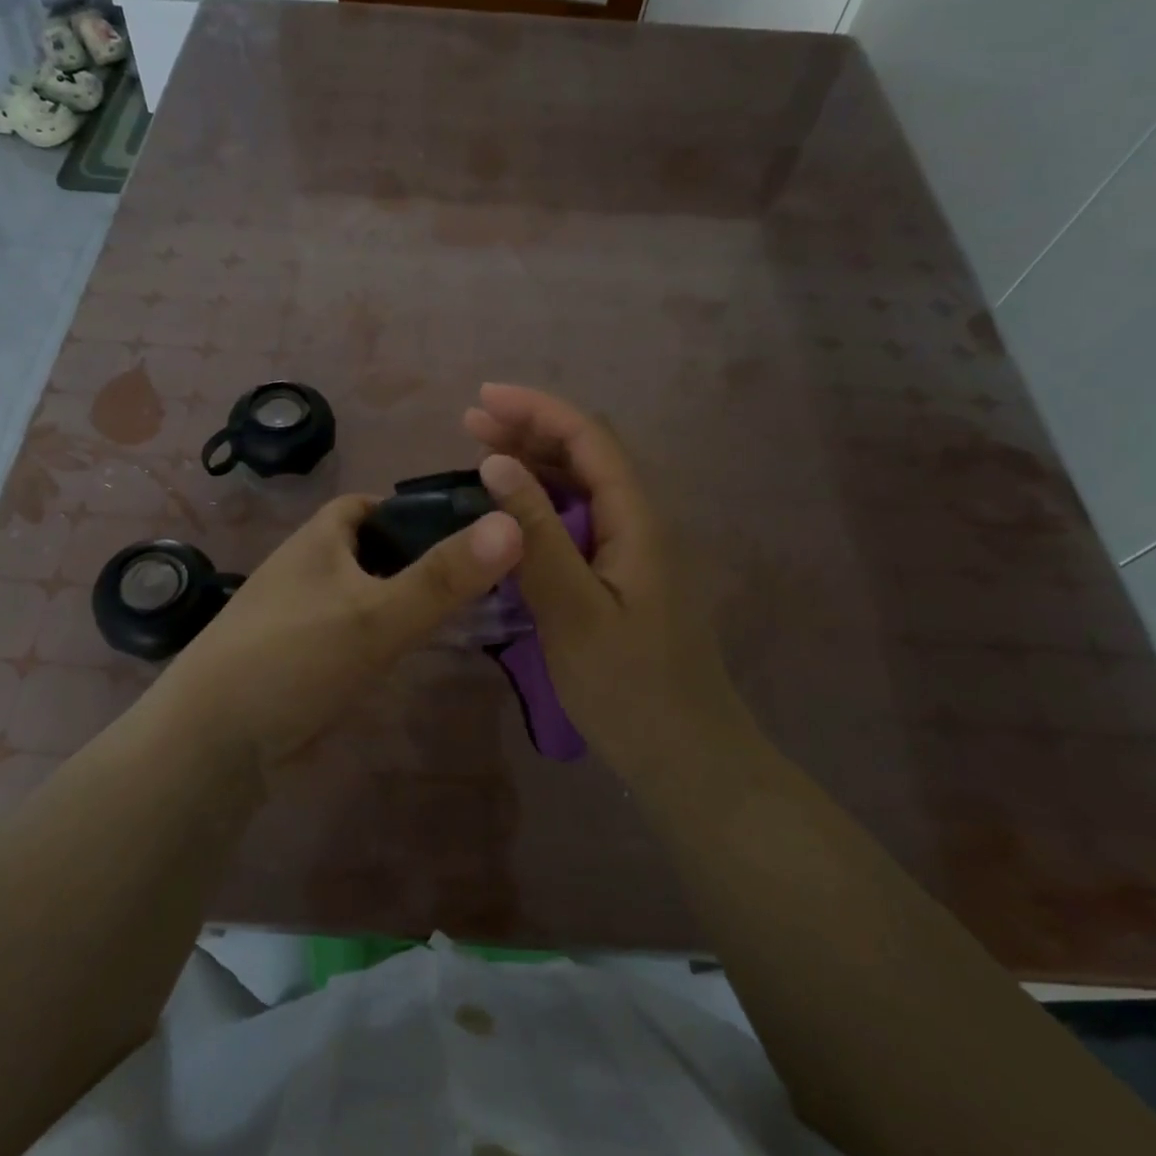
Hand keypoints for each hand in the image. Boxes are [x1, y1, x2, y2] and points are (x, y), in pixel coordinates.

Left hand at [155, 493, 522, 767]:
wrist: (216, 742)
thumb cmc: (294, 656)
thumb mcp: (376, 613)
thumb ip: (444, 576)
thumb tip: (514, 523)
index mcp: (320, 538)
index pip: (373, 505)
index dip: (416, 510)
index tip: (466, 531)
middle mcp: (311, 567)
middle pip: (376, 550)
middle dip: (420, 559)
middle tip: (480, 577)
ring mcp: (306, 614)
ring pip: (369, 594)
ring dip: (405, 600)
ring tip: (465, 613)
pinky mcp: (306, 657)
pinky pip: (356, 634)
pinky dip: (385, 637)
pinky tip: (416, 653)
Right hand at [463, 384, 751, 773]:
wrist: (686, 756)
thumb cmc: (628, 686)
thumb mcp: (571, 608)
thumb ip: (535, 533)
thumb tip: (495, 463)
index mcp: (637, 519)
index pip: (589, 439)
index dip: (536, 410)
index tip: (481, 399)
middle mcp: (640, 522)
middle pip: (587, 454)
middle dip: (530, 429)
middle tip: (469, 424)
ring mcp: (634, 551)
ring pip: (583, 488)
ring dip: (534, 464)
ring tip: (480, 455)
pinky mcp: (622, 578)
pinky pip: (580, 522)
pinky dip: (541, 506)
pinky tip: (511, 515)